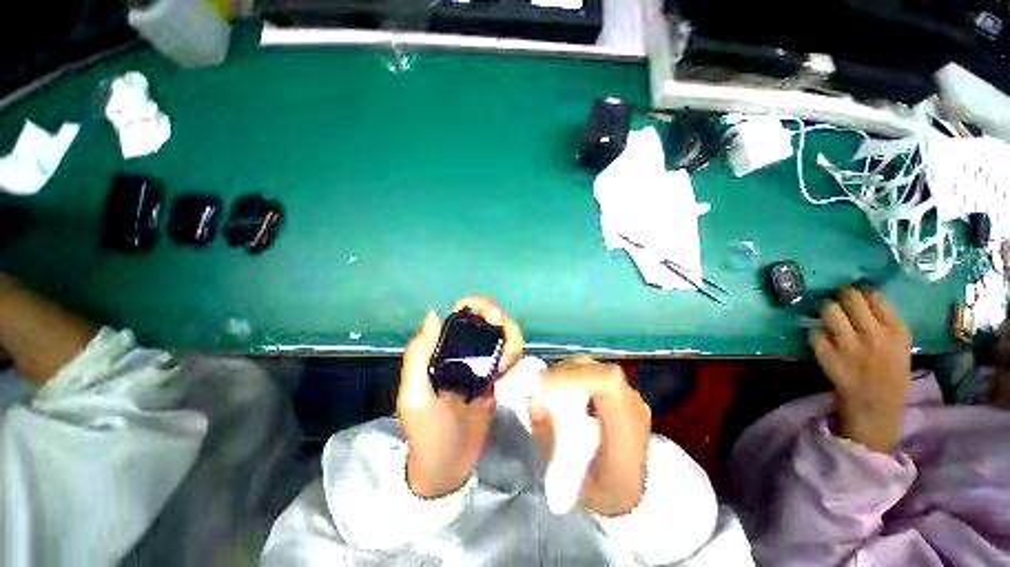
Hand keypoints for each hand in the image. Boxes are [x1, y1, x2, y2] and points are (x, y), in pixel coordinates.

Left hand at [398, 297, 522, 498]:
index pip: (463, 312)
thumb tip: (434, 312)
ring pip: (504, 334)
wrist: (448, 467)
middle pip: (489, 318)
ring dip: (511, 338)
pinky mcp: (496, 377)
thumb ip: (418, 355)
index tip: (492, 317)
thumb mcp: (414, 396)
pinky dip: (514, 355)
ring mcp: (482, 362)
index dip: (480, 306)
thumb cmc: (427, 432)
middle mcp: (464, 349)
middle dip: (500, 319)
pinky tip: (505, 371)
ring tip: (505, 363)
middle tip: (504, 337)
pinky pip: (510, 355)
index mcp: (443, 348)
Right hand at [529, 356, 650, 516]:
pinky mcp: (625, 395)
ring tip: (550, 387)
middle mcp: (635, 409)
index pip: (608, 384)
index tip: (542, 382)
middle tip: (540, 385)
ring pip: (598, 369)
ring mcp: (632, 399)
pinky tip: (565, 392)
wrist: (630, 496)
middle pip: (600, 371)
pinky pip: (598, 375)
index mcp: (627, 435)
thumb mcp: (567, 482)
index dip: (573, 375)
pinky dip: (577, 377)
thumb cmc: (598, 494)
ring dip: (570, 373)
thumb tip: (534, 400)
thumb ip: (548, 441)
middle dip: (565, 373)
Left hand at [810, 287, 911, 452]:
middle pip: (850, 299)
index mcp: (895, 332)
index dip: (861, 290)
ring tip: (825, 310)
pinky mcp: (827, 355)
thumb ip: (886, 324)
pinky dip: (815, 333)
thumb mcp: (900, 347)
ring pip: (829, 311)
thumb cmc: (891, 375)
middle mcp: (873, 334)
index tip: (855, 288)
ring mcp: (848, 345)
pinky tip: (820, 336)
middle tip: (837, 294)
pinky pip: (815, 333)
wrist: (875, 406)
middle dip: (841, 293)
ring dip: (825, 308)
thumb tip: (867, 298)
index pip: (875, 298)